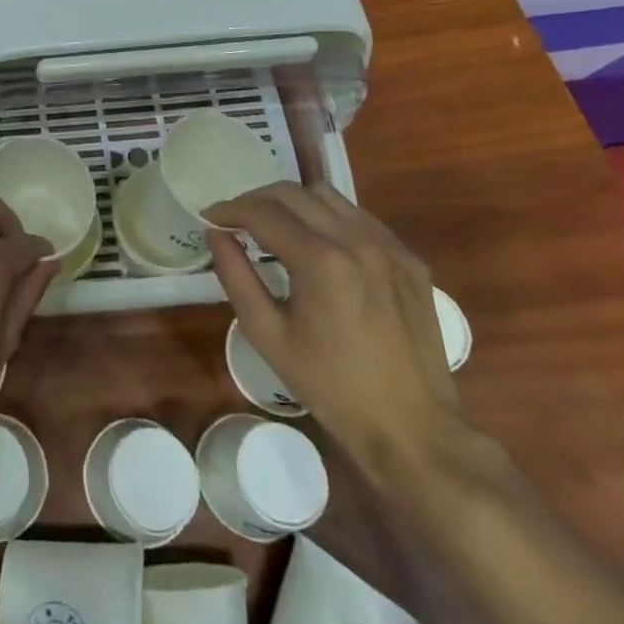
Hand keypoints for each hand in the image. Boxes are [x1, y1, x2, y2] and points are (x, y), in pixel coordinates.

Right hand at [207, 180, 462, 488]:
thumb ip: (236, 276)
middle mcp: (357, 241)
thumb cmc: (332, 387)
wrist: (414, 431)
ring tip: (276, 228)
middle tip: (236, 221)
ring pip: (328, 196)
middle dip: (256, 201)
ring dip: (293, 203)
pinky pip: (360, 218)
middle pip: (293, 193)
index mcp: (321, 262)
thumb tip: (215, 233)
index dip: (229, 210)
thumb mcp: (268, 335)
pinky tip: (320, 245)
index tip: (210, 218)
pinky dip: (329, 218)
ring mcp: (390, 247)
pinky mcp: (410, 260)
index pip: (262, 212)